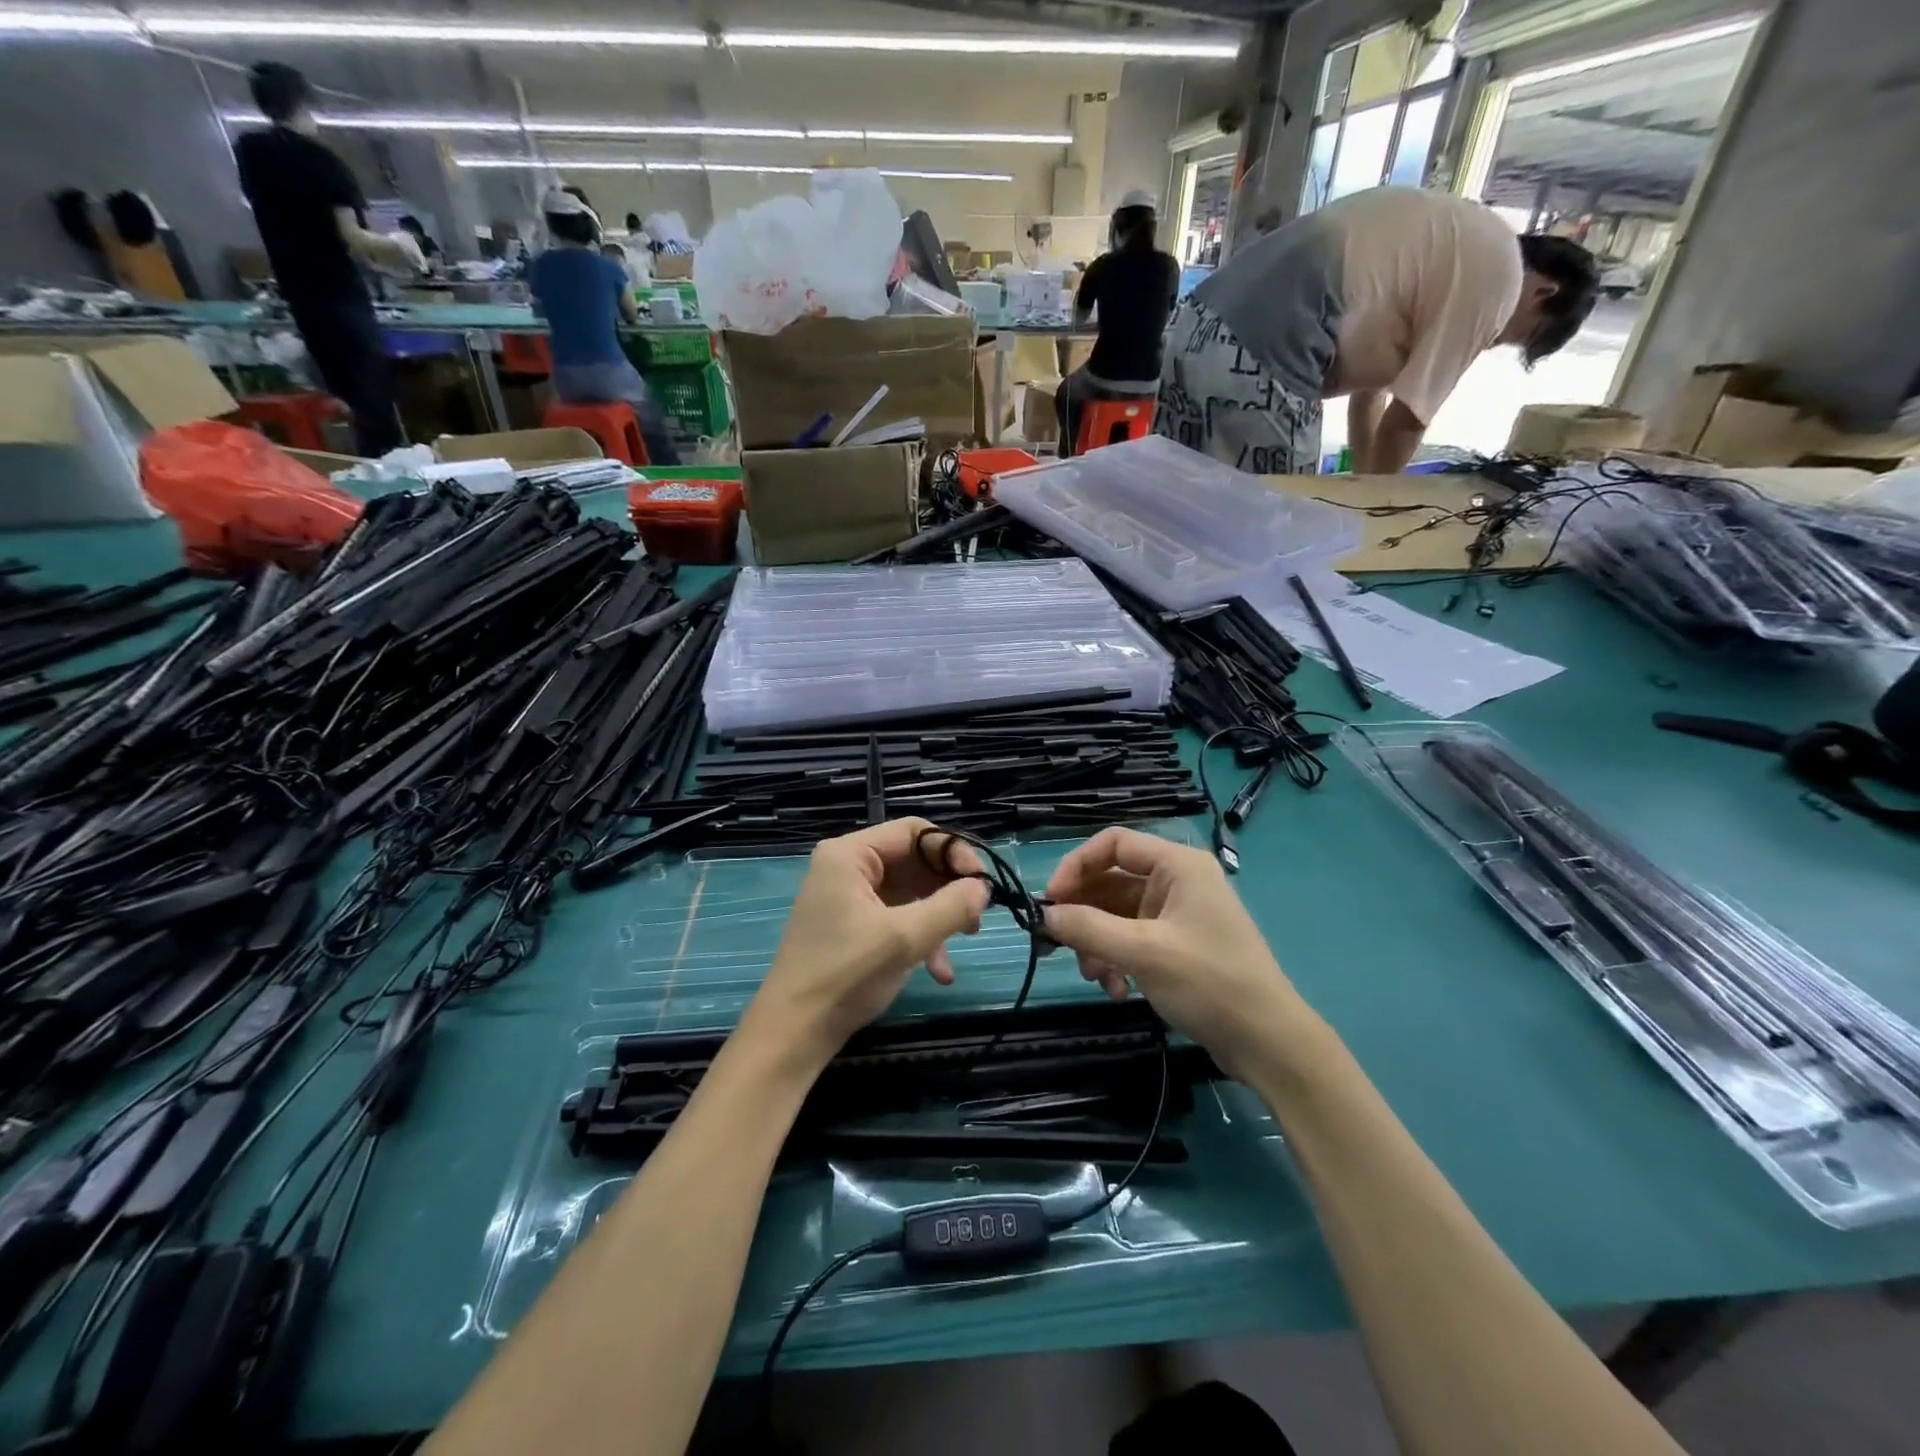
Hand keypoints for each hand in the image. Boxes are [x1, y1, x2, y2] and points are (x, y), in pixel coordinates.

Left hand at [740, 818, 990, 1072]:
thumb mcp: (906, 938)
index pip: (914, 831)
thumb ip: (951, 906)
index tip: (981, 883)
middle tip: (976, 915)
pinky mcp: (851, 925)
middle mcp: (847, 866)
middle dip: (948, 887)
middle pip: (914, 860)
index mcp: (850, 854)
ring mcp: (848, 896)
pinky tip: (938, 970)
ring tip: (964, 940)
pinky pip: (897, 915)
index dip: (953, 851)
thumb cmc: (846, 974)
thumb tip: (982, 888)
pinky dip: (920, 936)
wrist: (794, 1033)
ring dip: (939, 916)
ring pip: (910, 890)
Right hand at [1042, 827, 1317, 1081]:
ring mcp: (1178, 914)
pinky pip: (1132, 939)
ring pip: (1118, 914)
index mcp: (1177, 865)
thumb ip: (1089, 928)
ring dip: (1098, 943)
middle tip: (1056, 943)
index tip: (1051, 901)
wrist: (1268, 1043)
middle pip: (1111, 881)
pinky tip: (1117, 990)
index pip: (1113, 843)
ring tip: (1094, 976)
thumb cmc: (1209, 984)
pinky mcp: (1178, 944)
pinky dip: (1117, 959)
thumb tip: (1045, 915)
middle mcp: (1178, 881)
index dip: (1076, 866)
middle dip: (1084, 914)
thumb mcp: (1142, 953)